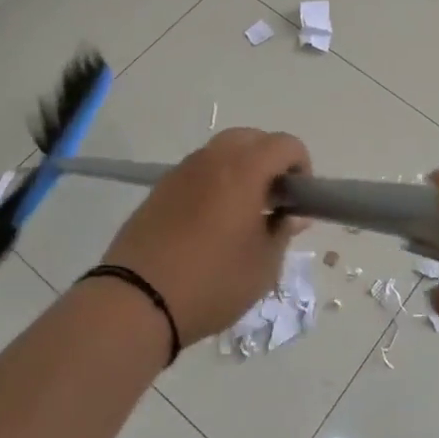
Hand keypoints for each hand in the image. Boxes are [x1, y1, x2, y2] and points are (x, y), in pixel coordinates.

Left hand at [100, 129, 311, 344]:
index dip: (301, 165)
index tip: (299, 198)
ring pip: (221, 151)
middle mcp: (212, 159)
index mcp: (244, 170)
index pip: (284, 144)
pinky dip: (214, 181)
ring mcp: (182, 171)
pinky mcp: (160, 187)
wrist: (137, 299)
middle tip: (273, 200)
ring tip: (242, 212)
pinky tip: (211, 221)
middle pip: (251, 138)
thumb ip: (282, 232)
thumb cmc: (212, 282)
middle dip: (270, 160)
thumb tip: (293, 215)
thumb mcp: (263, 266)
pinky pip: (198, 170)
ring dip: (241, 168)